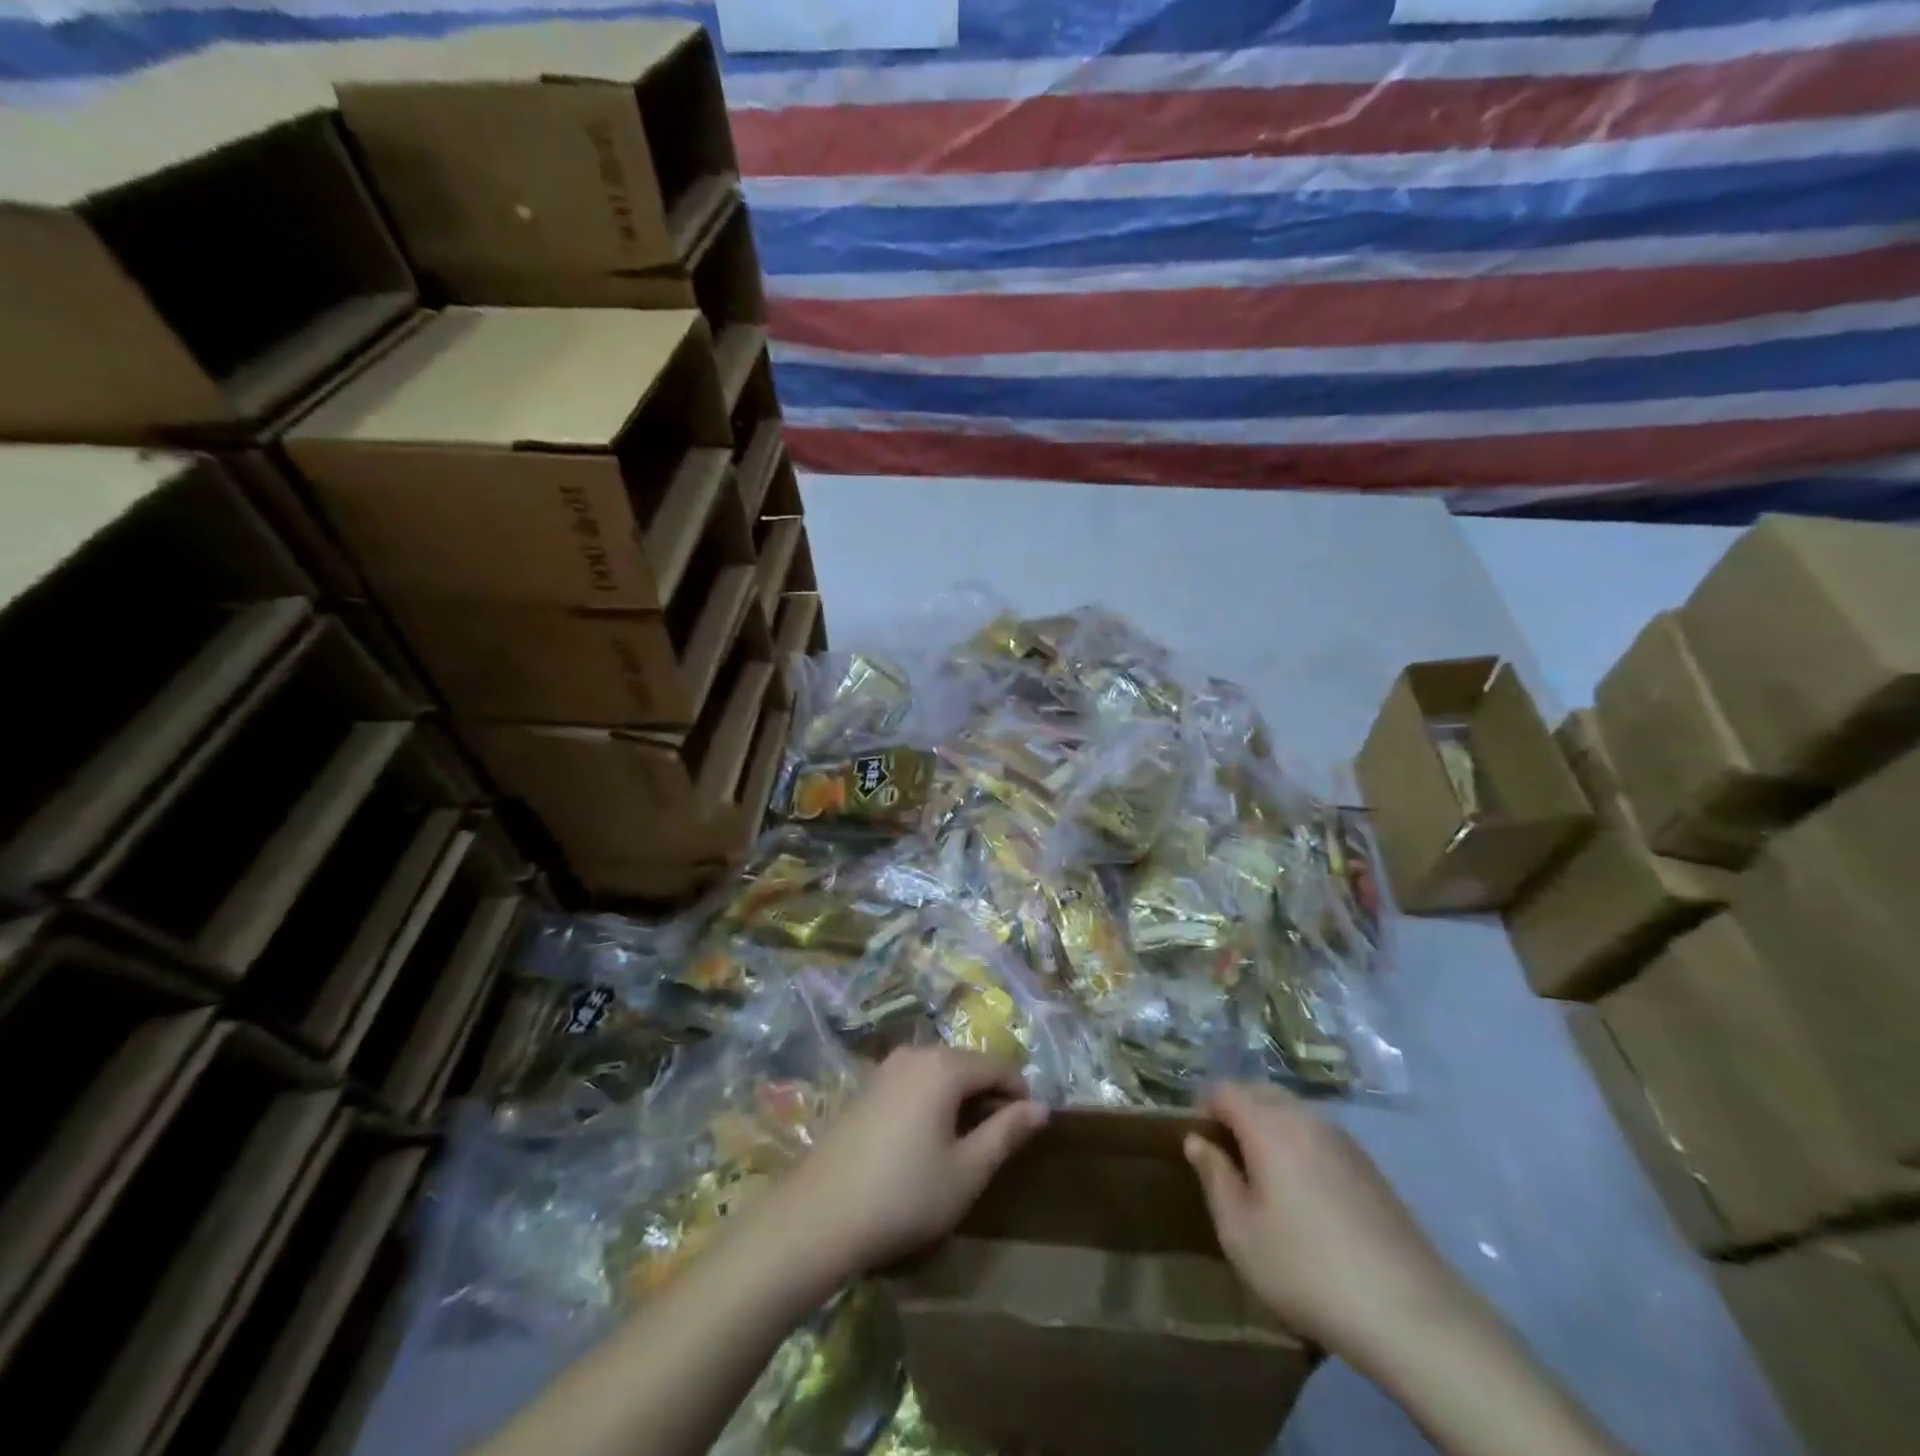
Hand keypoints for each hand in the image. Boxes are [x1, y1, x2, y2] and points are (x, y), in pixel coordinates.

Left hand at [770, 1047, 1047, 1281]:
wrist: (818, 1215)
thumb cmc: (904, 1195)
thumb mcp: (967, 1171)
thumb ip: (1006, 1133)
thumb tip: (1041, 1107)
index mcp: (943, 1066)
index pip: (997, 1066)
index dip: (1019, 1093)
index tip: (1028, 1128)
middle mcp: (914, 1054)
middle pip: (966, 1064)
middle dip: (988, 1095)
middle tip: (997, 1141)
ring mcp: (885, 1068)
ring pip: (939, 1073)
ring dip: (959, 1099)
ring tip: (964, 1144)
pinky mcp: (865, 1087)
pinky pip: (913, 1082)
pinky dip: (931, 1101)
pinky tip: (926, 1141)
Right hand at [1185, 1084, 1472, 1369]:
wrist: (1411, 1313)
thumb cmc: (1307, 1268)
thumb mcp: (1240, 1231)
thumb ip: (1214, 1177)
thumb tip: (1197, 1141)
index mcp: (1269, 1124)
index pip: (1225, 1089)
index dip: (1203, 1107)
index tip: (1195, 1139)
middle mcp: (1306, 1117)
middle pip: (1260, 1091)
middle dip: (1235, 1110)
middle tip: (1223, 1154)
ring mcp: (1343, 1139)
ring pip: (1292, 1111)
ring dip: (1268, 1126)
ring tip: (1260, 1173)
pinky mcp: (1369, 1166)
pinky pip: (1318, 1135)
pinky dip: (1298, 1144)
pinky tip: (1301, 1190)